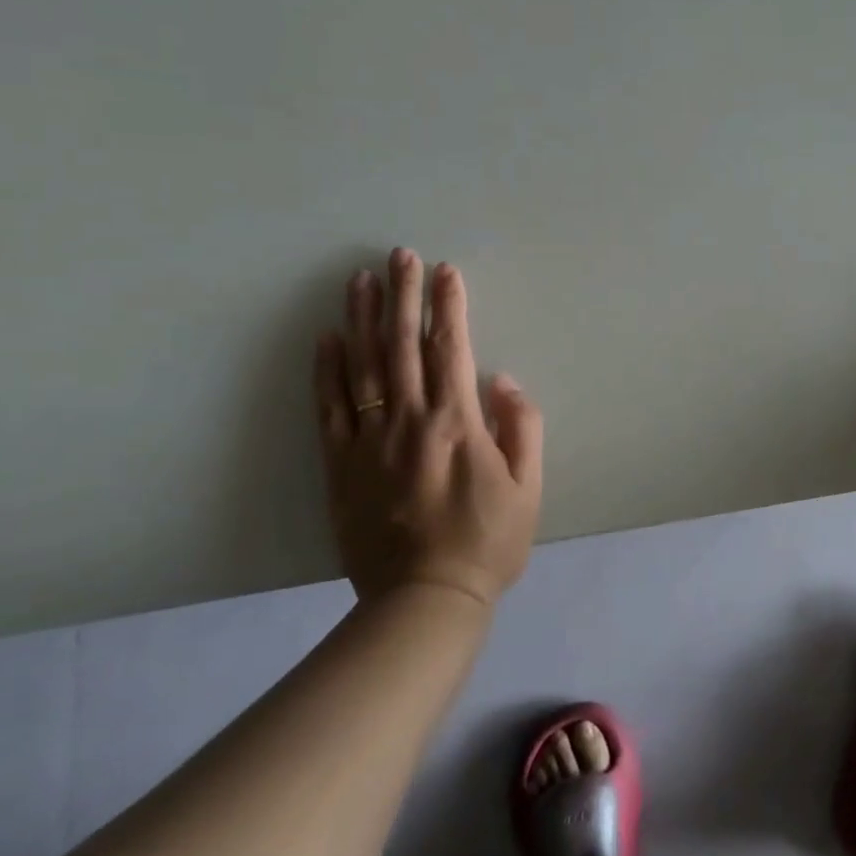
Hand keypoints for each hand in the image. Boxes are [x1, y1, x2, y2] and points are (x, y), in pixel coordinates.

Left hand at [313, 250, 542, 606]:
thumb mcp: (528, 487)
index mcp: (457, 423)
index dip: (449, 305)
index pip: (452, 349)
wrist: (424, 600)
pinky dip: (327, 370)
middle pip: (404, 346)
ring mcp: (369, 442)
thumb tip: (501, 380)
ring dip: (363, 319)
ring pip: (363, 367)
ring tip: (360, 279)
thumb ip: (522, 427)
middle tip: (398, 255)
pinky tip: (327, 338)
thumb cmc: (487, 542)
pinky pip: (330, 409)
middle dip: (404, 296)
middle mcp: (410, 422)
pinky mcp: (340, 466)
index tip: (446, 270)